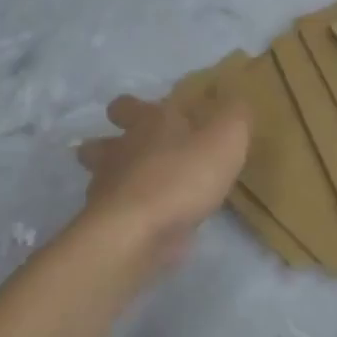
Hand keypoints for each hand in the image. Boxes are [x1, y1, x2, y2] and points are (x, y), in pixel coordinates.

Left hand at [76, 95, 250, 268]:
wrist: (138, 234)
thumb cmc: (182, 176)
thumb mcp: (226, 138)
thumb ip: (235, 116)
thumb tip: (237, 102)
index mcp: (147, 124)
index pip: (127, 105)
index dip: (135, 107)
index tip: (151, 114)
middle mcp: (120, 152)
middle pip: (99, 143)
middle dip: (109, 143)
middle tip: (132, 150)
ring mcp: (108, 190)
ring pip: (101, 178)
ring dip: (115, 179)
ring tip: (142, 188)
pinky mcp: (110, 226)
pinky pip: (117, 213)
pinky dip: (130, 214)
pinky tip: (151, 222)